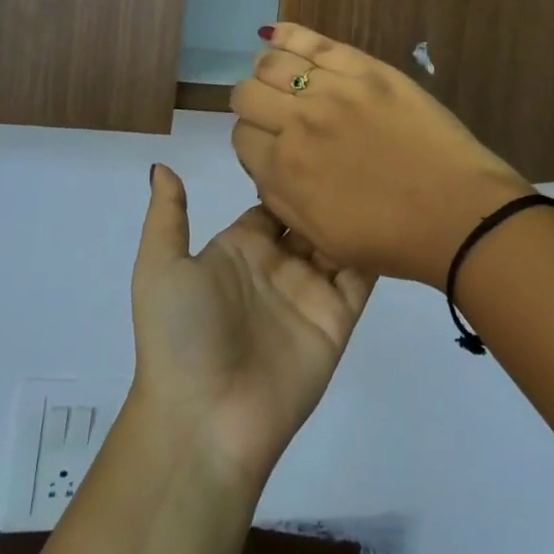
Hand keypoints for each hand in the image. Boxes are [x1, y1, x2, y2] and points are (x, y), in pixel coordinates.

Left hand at [129, 165, 371, 491]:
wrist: (205, 421)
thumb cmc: (181, 336)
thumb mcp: (160, 269)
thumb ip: (167, 216)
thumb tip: (163, 166)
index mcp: (240, 248)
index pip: (271, 200)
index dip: (289, 170)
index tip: (313, 132)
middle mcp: (278, 264)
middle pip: (309, 213)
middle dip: (327, 183)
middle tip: (356, 139)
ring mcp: (310, 290)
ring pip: (339, 237)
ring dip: (355, 208)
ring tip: (382, 164)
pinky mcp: (338, 317)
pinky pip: (361, 275)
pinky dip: (377, 246)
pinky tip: (394, 209)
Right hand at [229, 24, 534, 285]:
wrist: (457, 212)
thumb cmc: (391, 238)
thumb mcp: (319, 235)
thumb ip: (279, 195)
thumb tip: (266, 159)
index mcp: (283, 171)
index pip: (241, 135)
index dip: (254, 139)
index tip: (272, 143)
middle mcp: (297, 124)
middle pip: (247, 94)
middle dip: (255, 104)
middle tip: (277, 113)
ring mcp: (332, 90)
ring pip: (273, 63)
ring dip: (269, 72)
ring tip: (284, 79)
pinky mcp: (365, 69)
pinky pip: (313, 41)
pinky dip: (287, 34)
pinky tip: (273, 34)